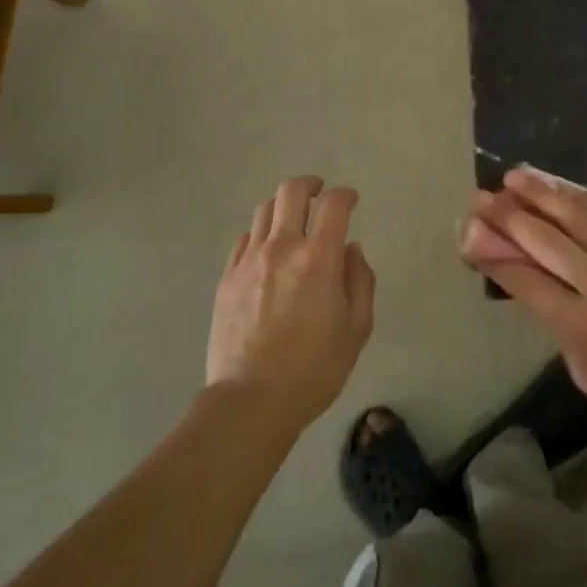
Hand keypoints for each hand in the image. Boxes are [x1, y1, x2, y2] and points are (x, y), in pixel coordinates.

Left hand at [208, 176, 375, 430]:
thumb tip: (351, 250)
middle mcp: (282, 248)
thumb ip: (360, 281)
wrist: (251, 402)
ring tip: (293, 223)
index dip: (346, 195)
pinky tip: (268, 252)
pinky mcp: (227, 278)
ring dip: (284, 208)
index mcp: (318, 258)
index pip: (333, 204)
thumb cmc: (314, 369)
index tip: (352, 201)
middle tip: (320, 195)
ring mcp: (249, 261)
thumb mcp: (356, 329)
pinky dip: (261, 234)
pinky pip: (244, 239)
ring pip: (264, 210)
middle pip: (291, 191)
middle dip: (310, 185)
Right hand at [461, 168, 586, 457]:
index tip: (470, 233)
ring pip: (577, 217)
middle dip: (508, 216)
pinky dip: (582, 199)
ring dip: (543, 193)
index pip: (525, 280)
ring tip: (516, 176)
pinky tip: (563, 188)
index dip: (494, 254)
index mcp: (581, 326)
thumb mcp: (585, 372)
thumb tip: (530, 284)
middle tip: (482, 197)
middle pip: (546, 240)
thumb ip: (556, 323)